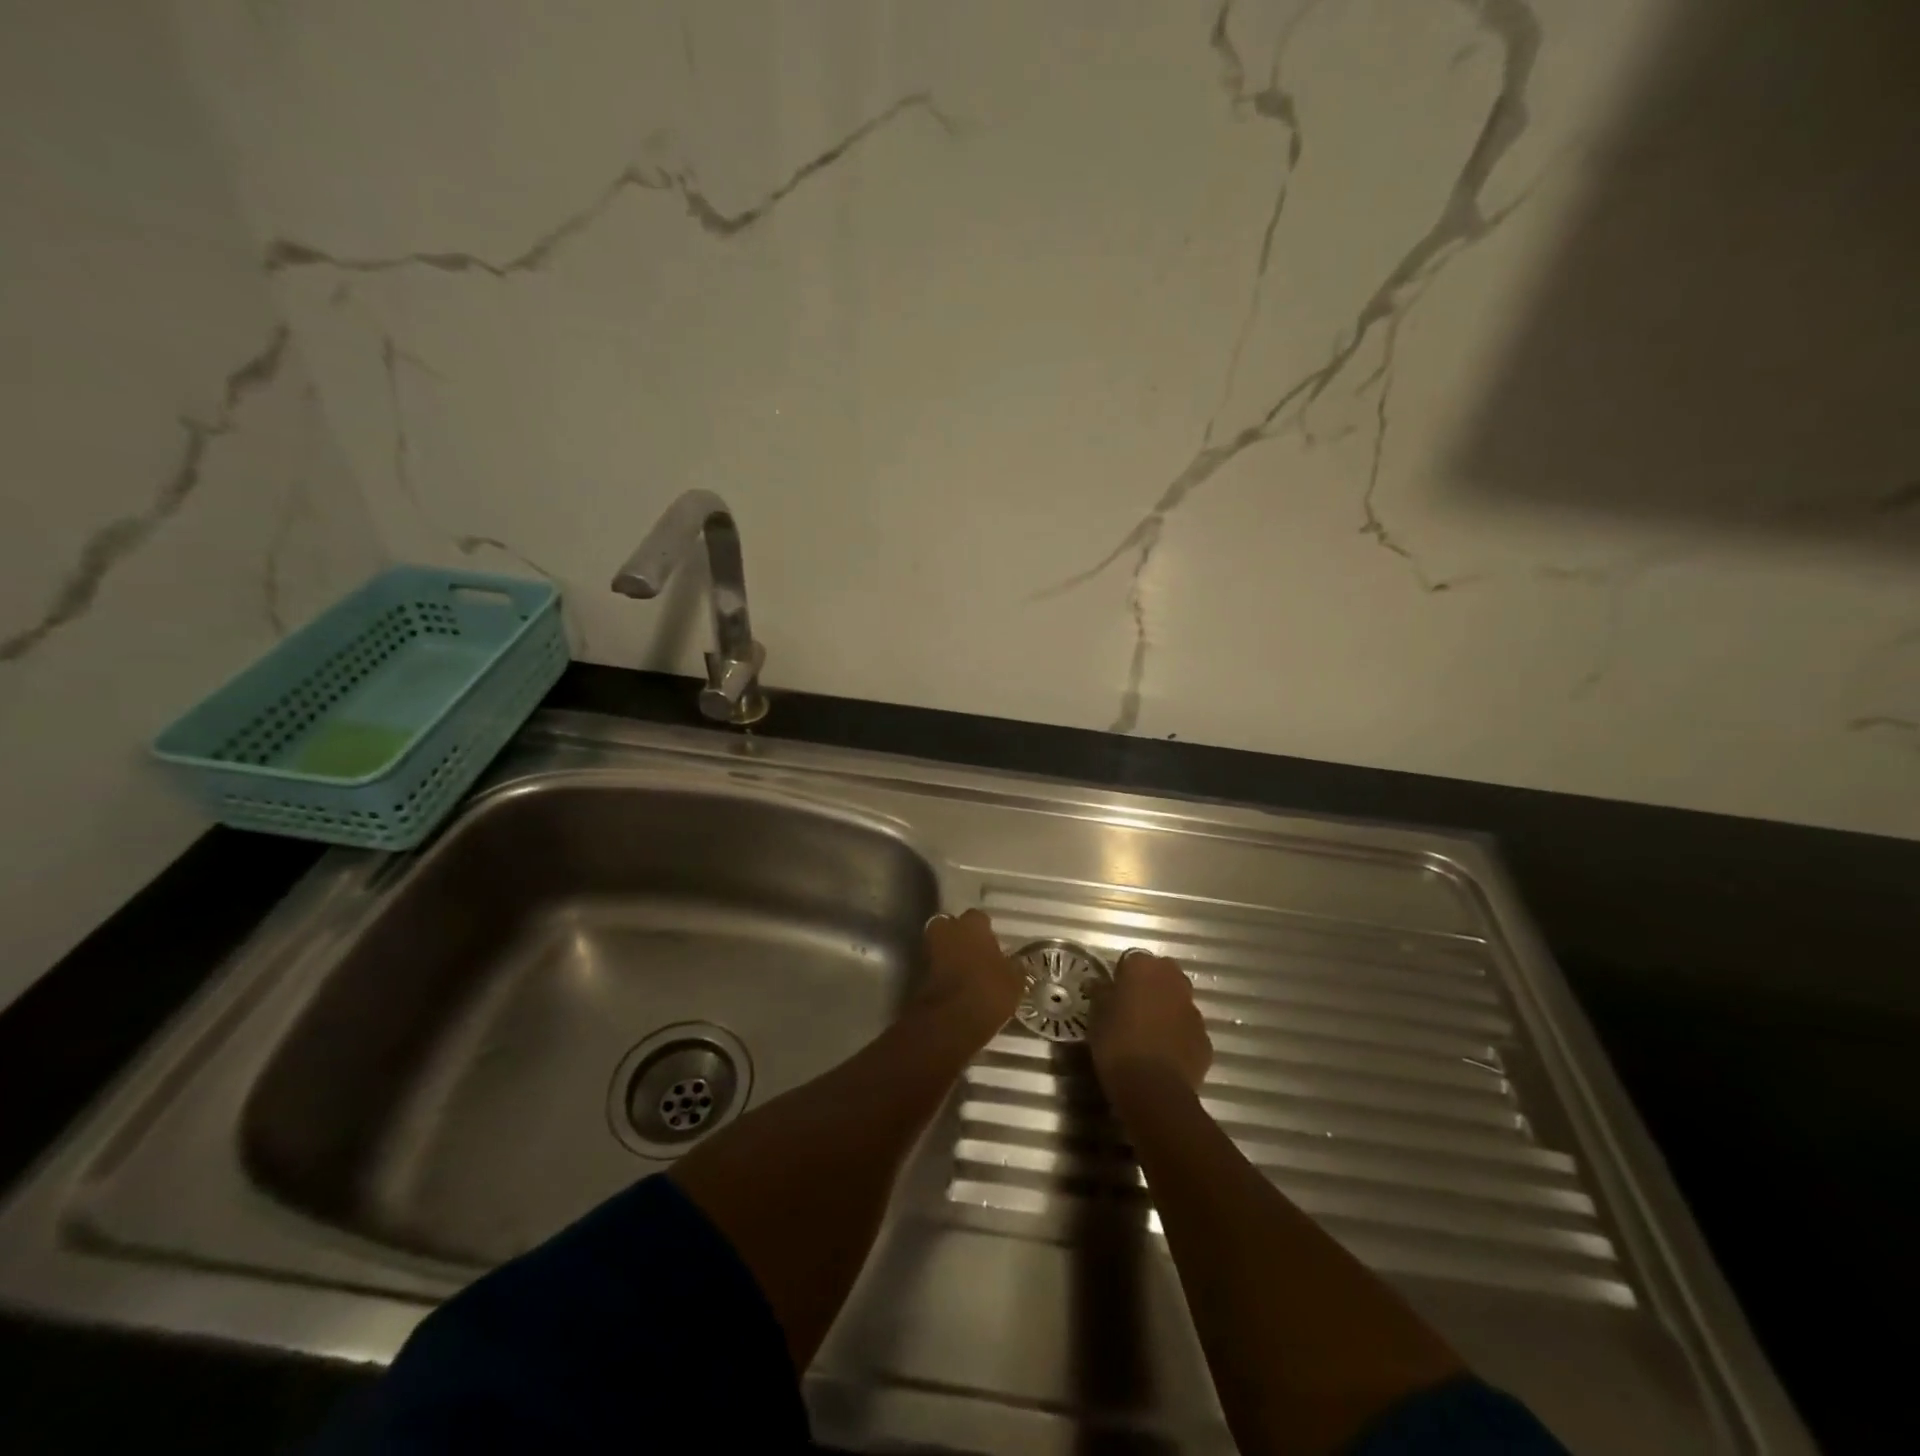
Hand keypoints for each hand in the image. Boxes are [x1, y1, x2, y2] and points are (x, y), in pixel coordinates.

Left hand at [917, 909, 1023, 1045]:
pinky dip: (942, 972)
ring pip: (941, 945)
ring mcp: (929, 950)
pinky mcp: (918, 973)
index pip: (979, 917)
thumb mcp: (1014, 981)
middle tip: (975, 954)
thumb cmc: (988, 992)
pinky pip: (934, 966)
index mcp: (972, 925)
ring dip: (950, 954)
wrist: (950, 1020)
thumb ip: (1013, 967)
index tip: (993, 944)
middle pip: (953, 926)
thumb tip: (1015, 963)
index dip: (986, 931)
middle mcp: (948, 930)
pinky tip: (956, 986)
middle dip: (961, 937)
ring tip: (966, 972)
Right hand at [1089, 950, 1211, 1093]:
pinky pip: (1188, 1029)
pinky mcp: (1205, 1038)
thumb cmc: (1117, 1043)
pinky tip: (1163, 1054)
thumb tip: (1099, 983)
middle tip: (1131, 1009)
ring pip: (1178, 1001)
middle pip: (1162, 974)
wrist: (1153, 1089)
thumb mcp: (1096, 1016)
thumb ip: (1100, 993)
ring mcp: (1193, 1010)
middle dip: (1150, 986)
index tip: (1112, 994)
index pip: (1132, 960)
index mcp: (1144, 968)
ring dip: (1166, 1009)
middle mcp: (1173, 981)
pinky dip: (1178, 1036)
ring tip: (1148, 1033)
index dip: (1121, 976)